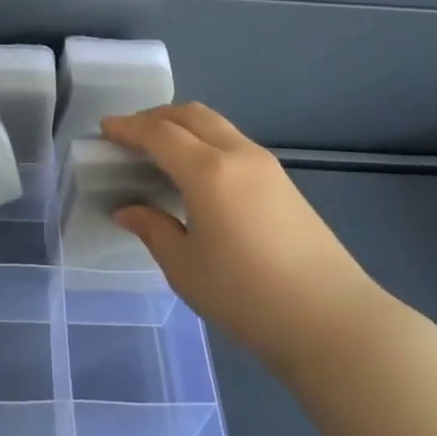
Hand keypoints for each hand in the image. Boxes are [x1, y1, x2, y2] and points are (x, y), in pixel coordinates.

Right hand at [101, 103, 382, 374]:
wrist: (332, 321)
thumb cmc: (247, 296)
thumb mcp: (185, 267)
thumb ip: (153, 229)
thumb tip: (127, 209)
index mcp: (208, 171)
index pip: (159, 133)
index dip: (128, 128)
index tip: (104, 129)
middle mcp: (237, 154)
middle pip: (190, 114)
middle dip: (155, 117)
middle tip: (128, 136)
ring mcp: (266, 165)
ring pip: (215, 125)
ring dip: (182, 126)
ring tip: (159, 152)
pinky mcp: (283, 182)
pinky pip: (233, 142)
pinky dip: (205, 141)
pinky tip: (196, 173)